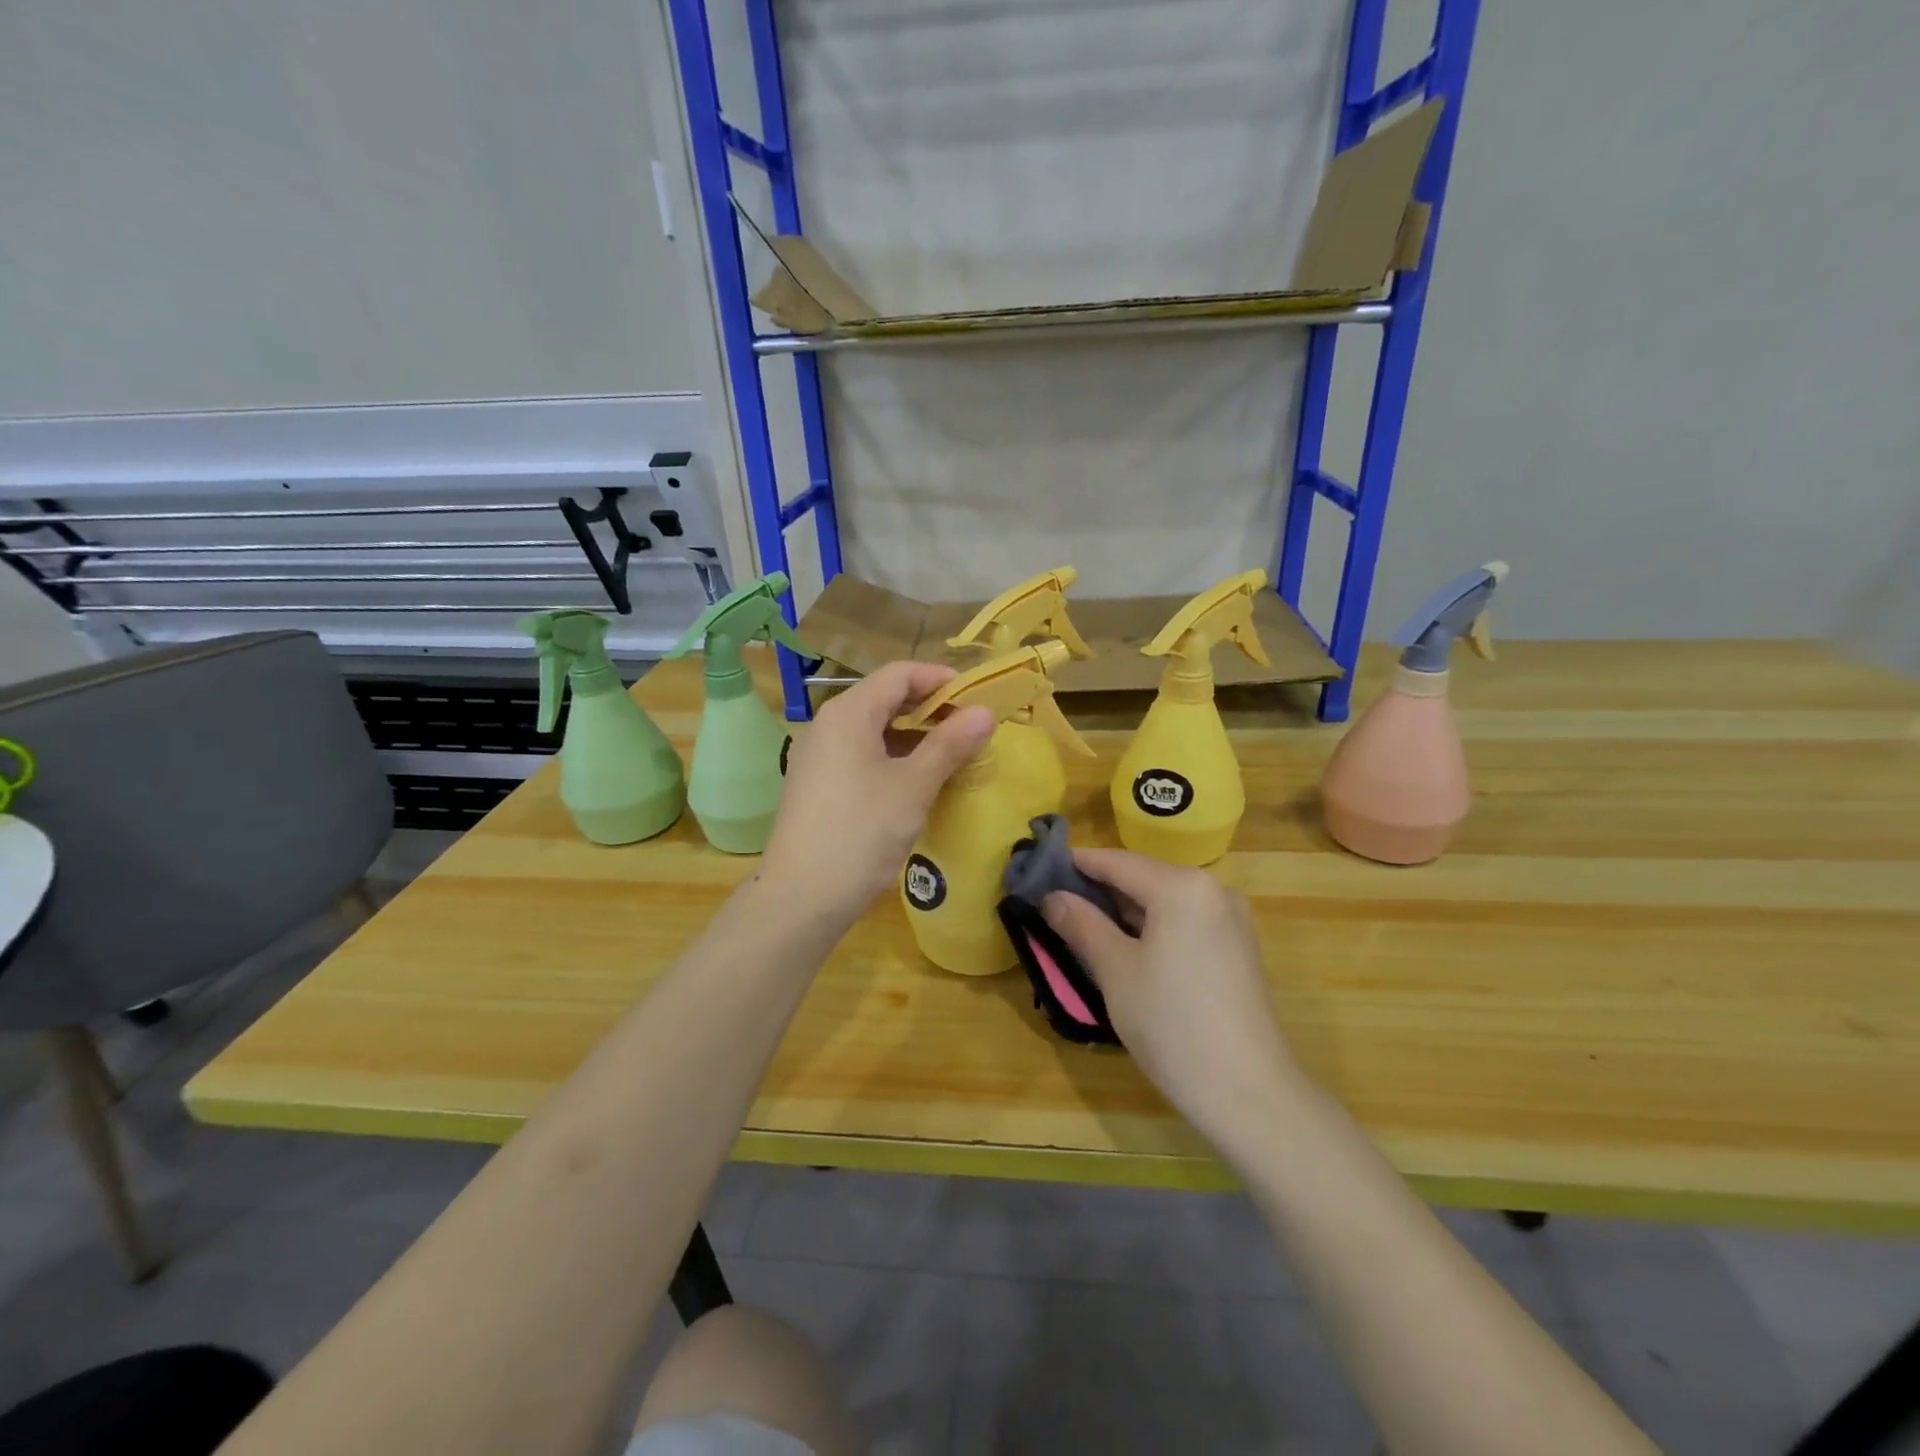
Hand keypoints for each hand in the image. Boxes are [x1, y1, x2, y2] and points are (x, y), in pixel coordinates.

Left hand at [762, 661, 993, 923]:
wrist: (801, 898)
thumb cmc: (861, 833)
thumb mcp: (913, 786)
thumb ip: (949, 744)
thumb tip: (984, 712)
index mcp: (848, 713)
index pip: (899, 674)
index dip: (940, 679)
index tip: (977, 697)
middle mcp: (827, 725)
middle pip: (885, 699)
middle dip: (930, 708)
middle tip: (971, 727)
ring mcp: (818, 757)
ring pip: (873, 730)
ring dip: (914, 735)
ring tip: (952, 754)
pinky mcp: (818, 786)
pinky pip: (861, 755)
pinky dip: (893, 758)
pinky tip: (917, 782)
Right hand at [1043, 849, 1304, 1153]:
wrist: (1248, 1092)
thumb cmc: (1172, 1023)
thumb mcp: (1115, 970)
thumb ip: (1082, 924)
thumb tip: (1052, 897)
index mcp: (1182, 886)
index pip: (1117, 861)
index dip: (1076, 864)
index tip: (1040, 870)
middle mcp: (1213, 890)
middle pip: (1143, 877)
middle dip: (1099, 889)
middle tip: (1054, 903)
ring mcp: (1231, 919)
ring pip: (1164, 900)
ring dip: (1124, 910)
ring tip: (1082, 925)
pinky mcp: (1237, 948)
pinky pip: (1184, 921)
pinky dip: (1152, 927)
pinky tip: (1126, 947)